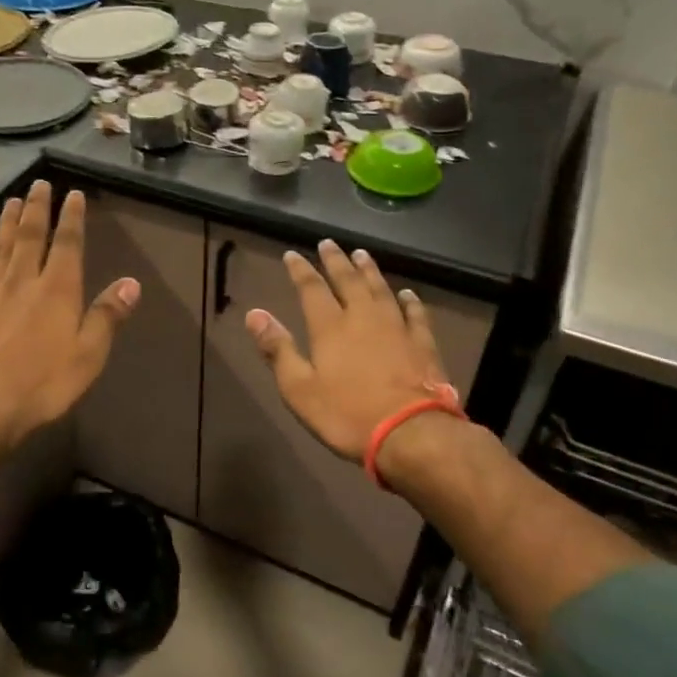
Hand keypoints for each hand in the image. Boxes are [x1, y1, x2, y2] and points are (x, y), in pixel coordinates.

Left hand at [0, 181, 138, 451]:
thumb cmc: (41, 383)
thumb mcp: (88, 355)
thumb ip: (107, 316)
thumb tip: (132, 283)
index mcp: (57, 289)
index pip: (67, 243)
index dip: (71, 216)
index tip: (72, 194)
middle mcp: (23, 280)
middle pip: (30, 235)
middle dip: (37, 207)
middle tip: (39, 184)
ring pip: (1, 247)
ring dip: (8, 222)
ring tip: (12, 201)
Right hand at [243, 240, 456, 464]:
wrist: (412, 433)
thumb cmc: (347, 414)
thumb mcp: (299, 388)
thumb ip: (278, 349)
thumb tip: (254, 313)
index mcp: (330, 327)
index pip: (311, 289)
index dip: (300, 270)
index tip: (292, 254)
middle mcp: (363, 317)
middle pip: (348, 280)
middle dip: (336, 261)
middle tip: (329, 243)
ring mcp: (396, 327)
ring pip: (380, 289)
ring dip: (369, 271)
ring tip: (362, 255)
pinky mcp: (422, 343)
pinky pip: (415, 313)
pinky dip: (409, 300)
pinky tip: (406, 293)